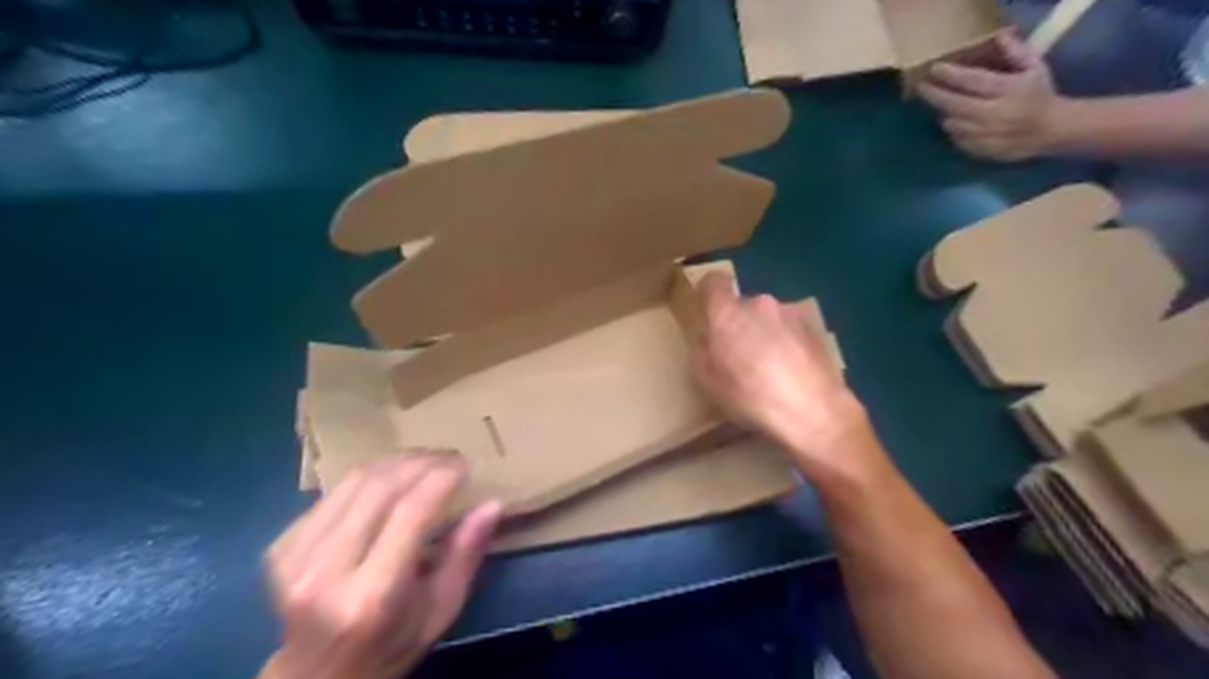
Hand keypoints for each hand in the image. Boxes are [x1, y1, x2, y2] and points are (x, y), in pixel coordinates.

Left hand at [261, 450, 506, 678]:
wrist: (315, 677)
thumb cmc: (392, 646)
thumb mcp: (442, 611)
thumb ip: (465, 555)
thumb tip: (492, 504)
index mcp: (372, 597)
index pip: (410, 513)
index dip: (441, 478)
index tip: (465, 465)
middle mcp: (326, 573)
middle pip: (380, 488)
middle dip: (422, 462)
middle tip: (450, 457)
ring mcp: (294, 558)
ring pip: (355, 481)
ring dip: (397, 461)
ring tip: (426, 460)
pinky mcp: (280, 547)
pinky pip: (335, 492)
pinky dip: (371, 477)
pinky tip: (392, 480)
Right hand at [690, 273, 868, 474]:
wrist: (813, 411)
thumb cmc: (751, 398)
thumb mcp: (709, 381)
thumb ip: (703, 349)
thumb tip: (707, 335)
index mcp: (727, 313)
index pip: (713, 281)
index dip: (709, 295)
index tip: (709, 316)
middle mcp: (759, 303)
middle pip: (743, 305)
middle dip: (739, 324)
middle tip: (740, 356)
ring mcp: (790, 313)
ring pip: (769, 318)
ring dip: (766, 334)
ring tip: (771, 369)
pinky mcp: (815, 327)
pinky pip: (791, 329)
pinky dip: (787, 343)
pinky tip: (792, 372)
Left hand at [922, 29, 1058, 160]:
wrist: (1052, 130)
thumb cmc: (1040, 95)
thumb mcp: (1034, 68)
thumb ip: (1016, 52)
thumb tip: (999, 36)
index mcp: (1008, 90)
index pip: (973, 81)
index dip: (951, 75)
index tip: (934, 69)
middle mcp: (994, 114)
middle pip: (955, 105)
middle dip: (935, 95)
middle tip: (921, 87)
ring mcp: (985, 135)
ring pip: (952, 124)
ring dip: (943, 113)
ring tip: (938, 103)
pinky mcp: (980, 150)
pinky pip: (956, 140)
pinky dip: (952, 130)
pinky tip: (952, 121)